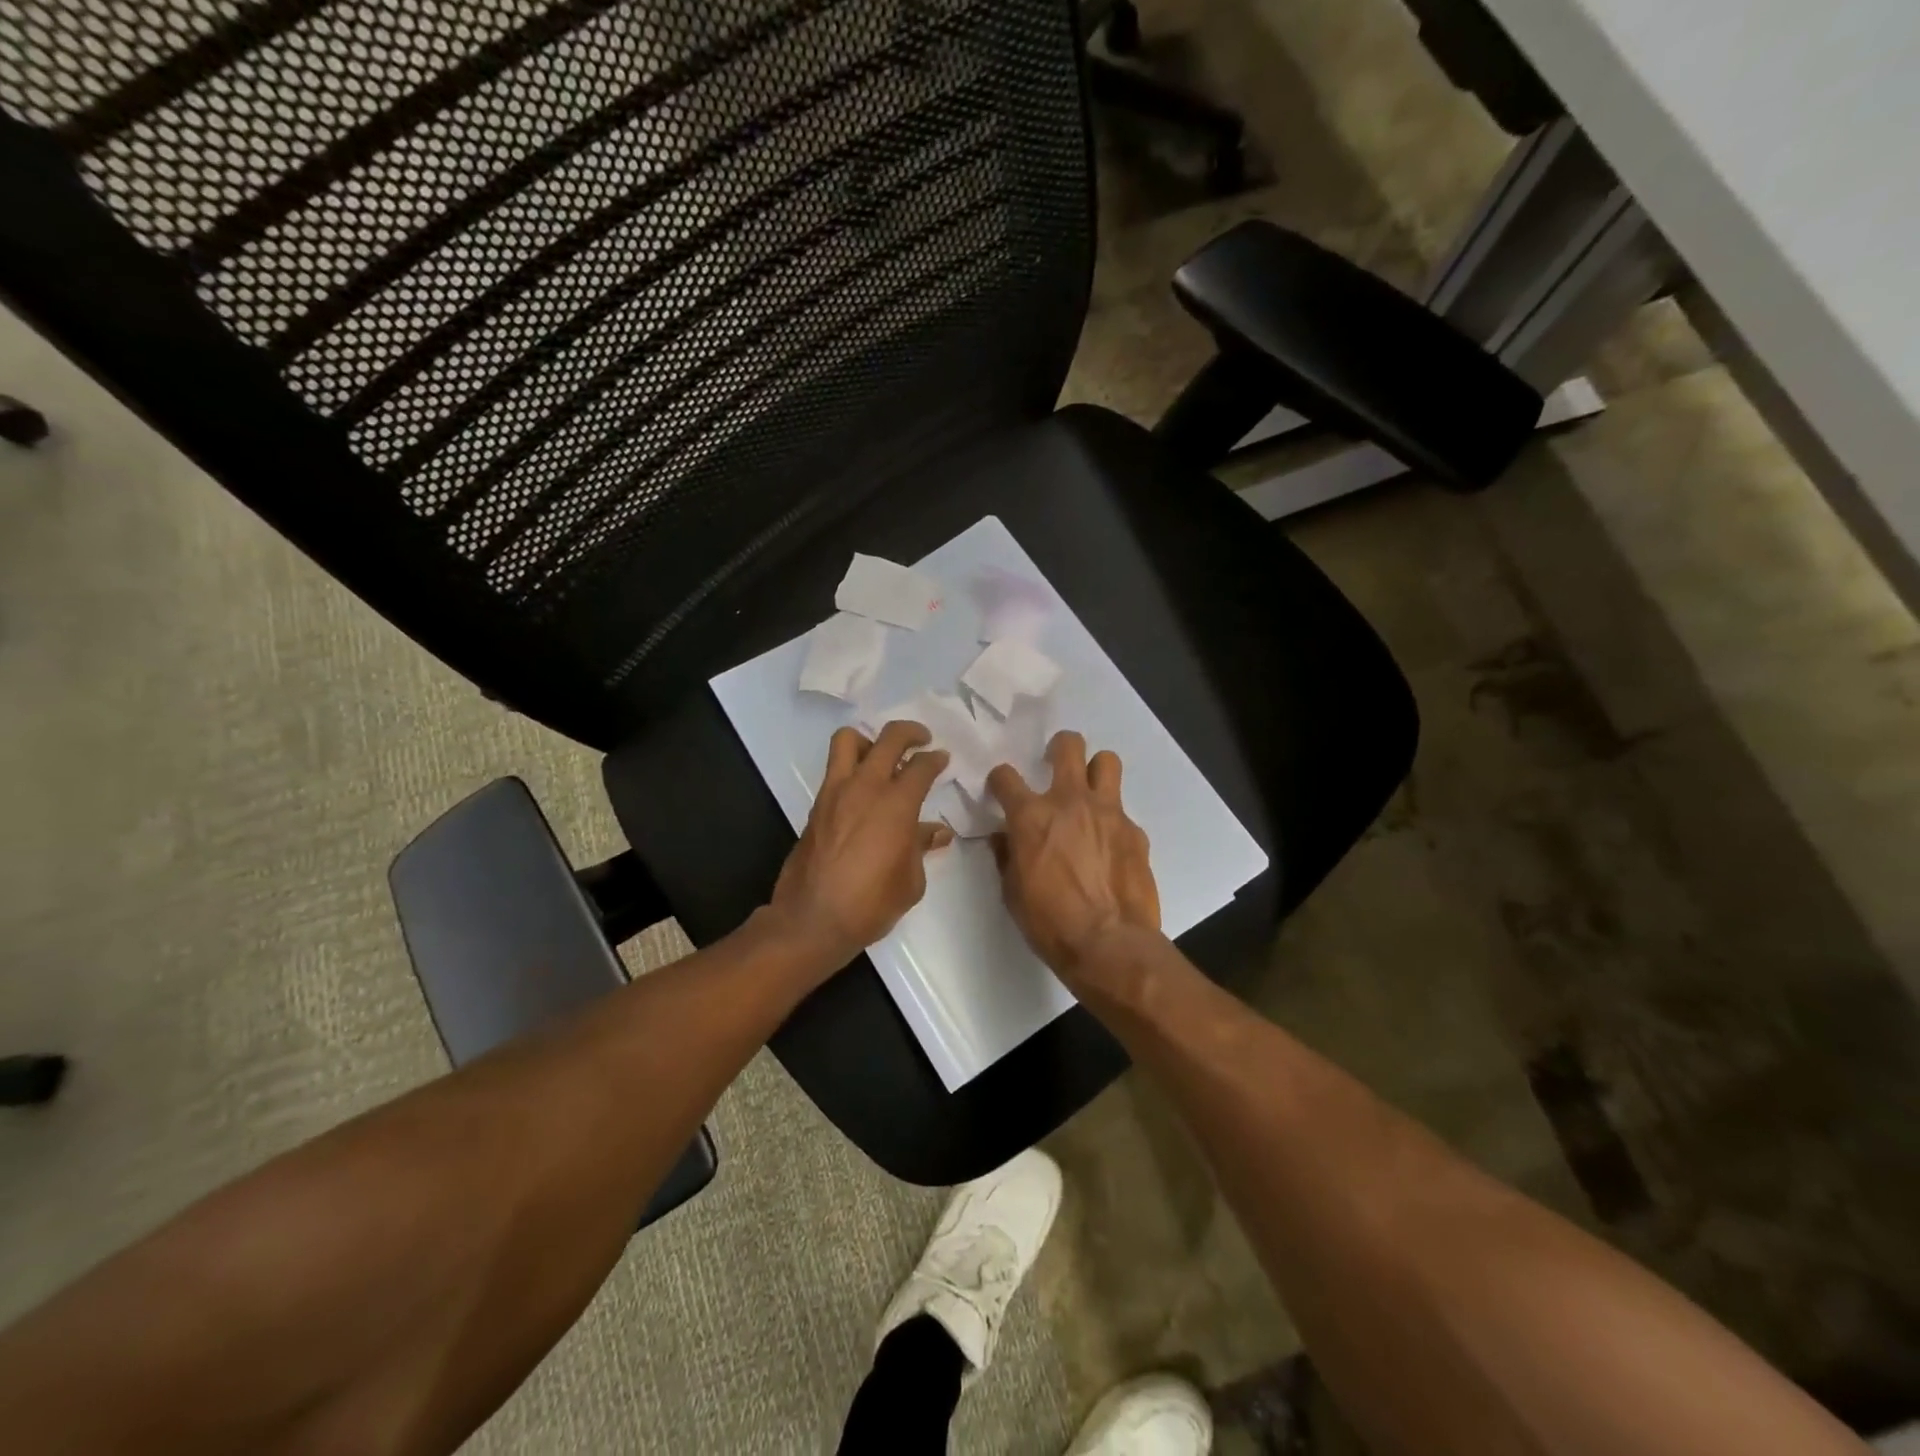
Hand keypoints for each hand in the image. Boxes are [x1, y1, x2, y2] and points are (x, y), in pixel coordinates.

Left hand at [769, 721, 953, 967]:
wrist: (812, 920)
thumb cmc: (870, 904)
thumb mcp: (910, 881)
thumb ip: (921, 847)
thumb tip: (936, 831)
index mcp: (896, 804)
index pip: (921, 766)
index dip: (936, 759)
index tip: (942, 759)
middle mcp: (865, 788)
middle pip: (888, 738)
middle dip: (910, 732)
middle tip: (921, 739)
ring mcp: (835, 793)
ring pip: (848, 740)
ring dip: (870, 741)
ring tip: (882, 757)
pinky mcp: (816, 806)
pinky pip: (835, 770)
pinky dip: (852, 767)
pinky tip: (864, 791)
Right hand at [986, 731, 1160, 984]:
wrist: (1109, 944)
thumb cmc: (1049, 922)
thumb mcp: (1012, 892)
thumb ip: (1007, 855)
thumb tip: (1004, 838)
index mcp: (1031, 816)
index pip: (1006, 777)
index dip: (1000, 779)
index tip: (1001, 788)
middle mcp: (1070, 801)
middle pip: (1068, 745)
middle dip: (1059, 747)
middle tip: (1055, 764)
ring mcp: (1108, 812)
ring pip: (1106, 761)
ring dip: (1095, 770)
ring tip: (1090, 791)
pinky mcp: (1135, 831)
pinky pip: (1123, 811)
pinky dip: (1112, 820)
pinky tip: (1110, 846)